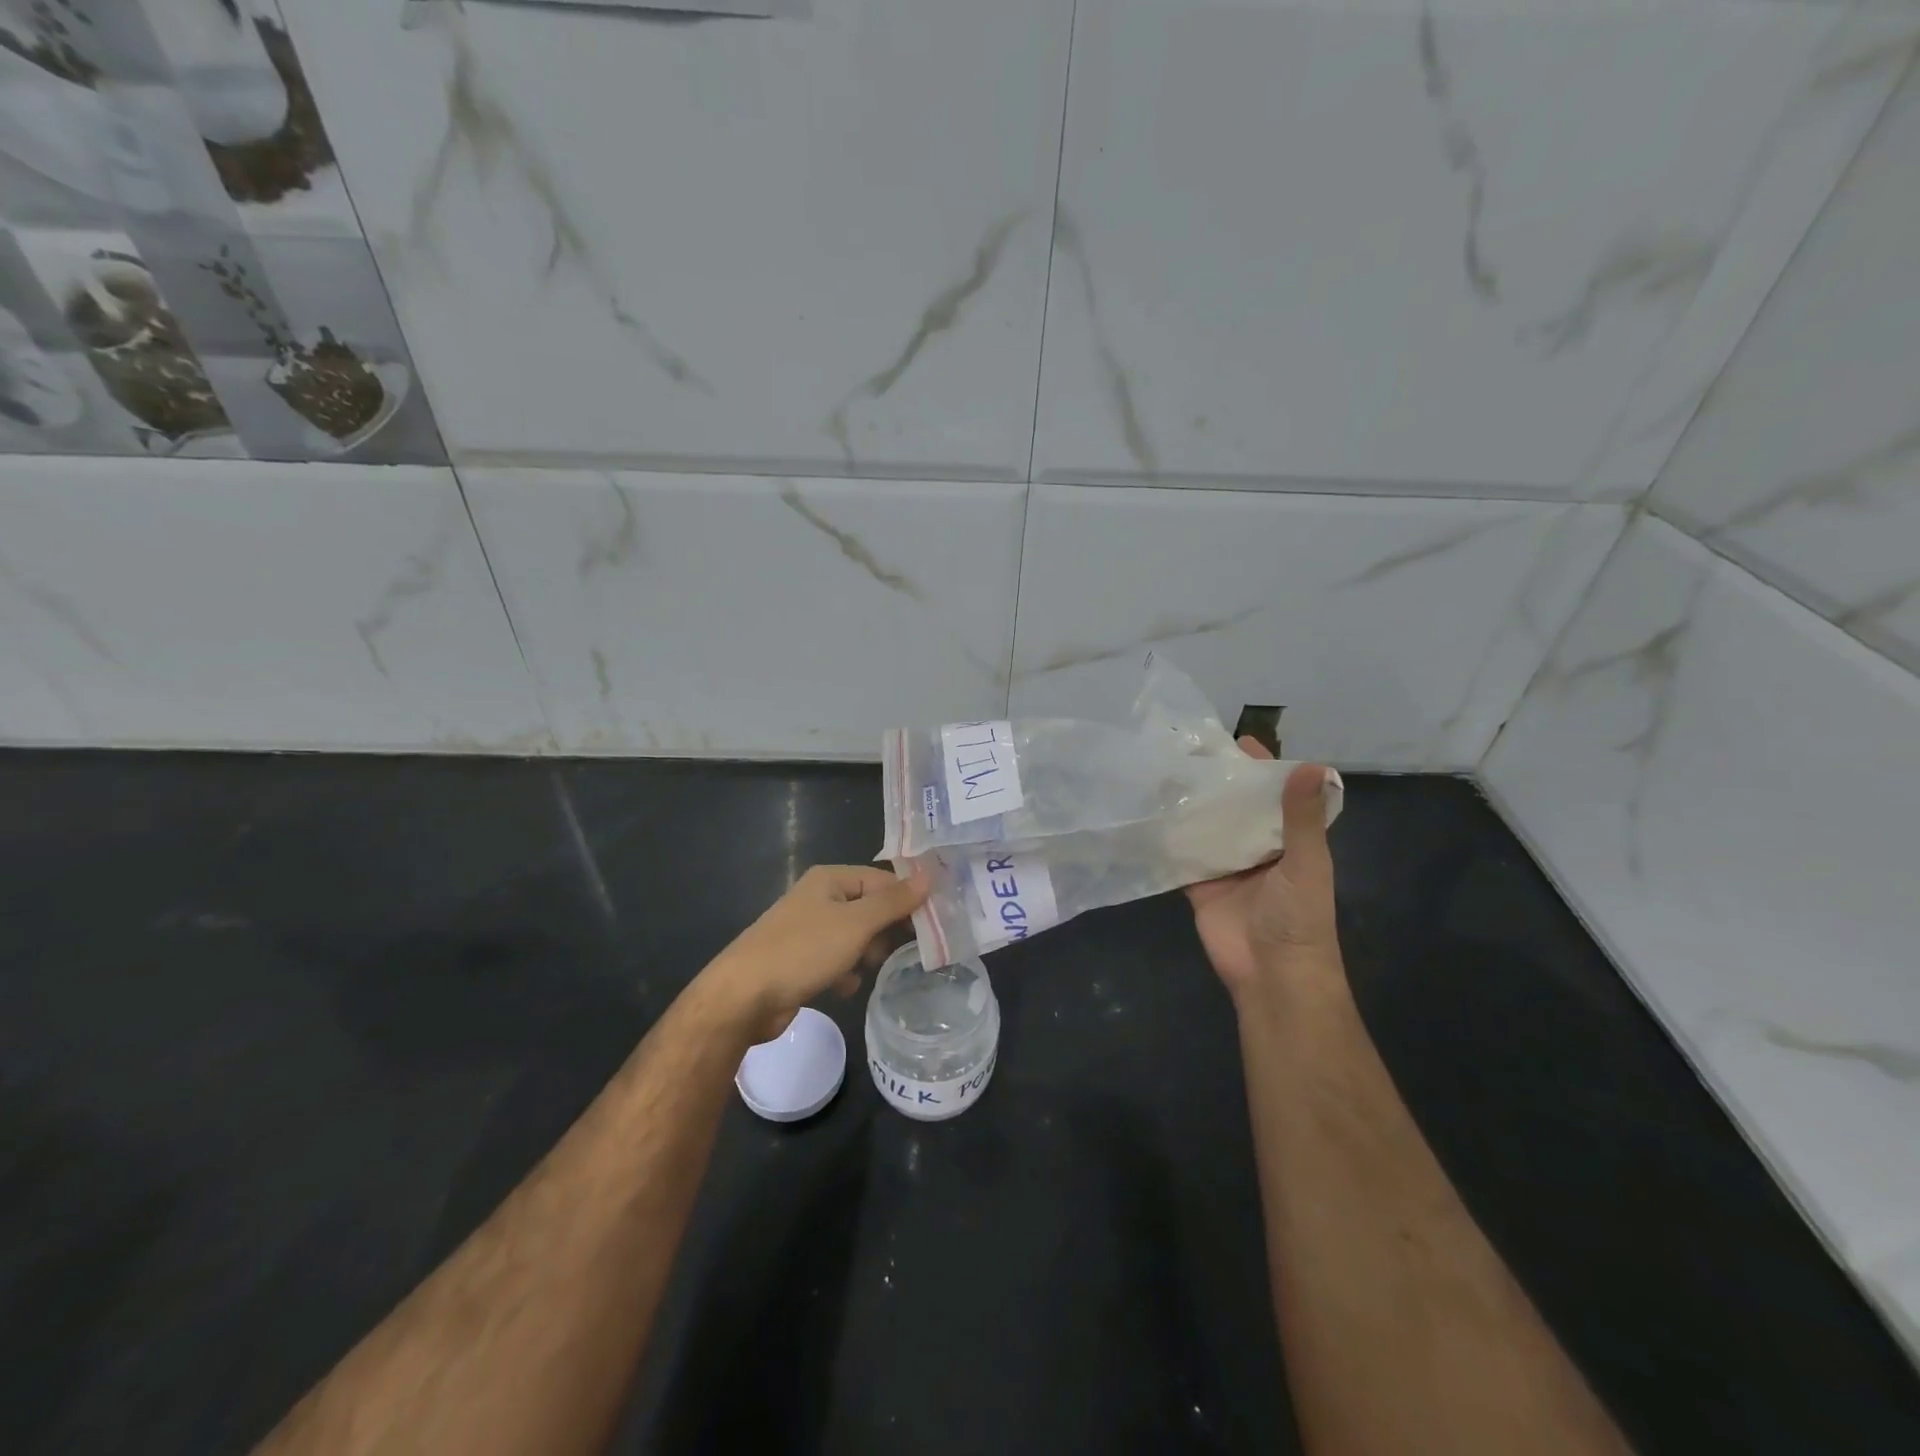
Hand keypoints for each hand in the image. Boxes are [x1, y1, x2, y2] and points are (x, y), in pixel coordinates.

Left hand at [698, 865, 929, 1042]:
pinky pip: (837, 960)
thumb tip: (928, 876)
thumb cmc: (803, 951)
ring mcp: (809, 930)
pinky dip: (844, 972)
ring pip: (856, 938)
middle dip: (883, 933)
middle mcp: (820, 898)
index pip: (883, 880)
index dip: (906, 902)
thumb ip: (894, 902)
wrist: (743, 997)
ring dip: (865, 956)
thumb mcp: (856, 924)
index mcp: (831, 879)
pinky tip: (842, 987)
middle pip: (870, 909)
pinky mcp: (801, 960)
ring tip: (862, 971)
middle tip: (892, 954)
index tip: (929, 927)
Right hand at [1184, 742, 1342, 1001]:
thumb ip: (1302, 817)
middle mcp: (1255, 846)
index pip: (1274, 794)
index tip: (1236, 740)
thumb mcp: (1306, 863)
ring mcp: (1225, 864)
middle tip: (1184, 749)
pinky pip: (1181, 853)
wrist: (1272, 974)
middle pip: (1235, 806)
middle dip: (1216, 781)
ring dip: (1189, 803)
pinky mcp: (1198, 882)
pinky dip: (1167, 835)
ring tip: (1161, 770)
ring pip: (1205, 825)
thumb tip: (1312, 765)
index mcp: (1287, 839)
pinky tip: (1147, 810)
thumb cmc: (1299, 917)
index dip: (1260, 768)